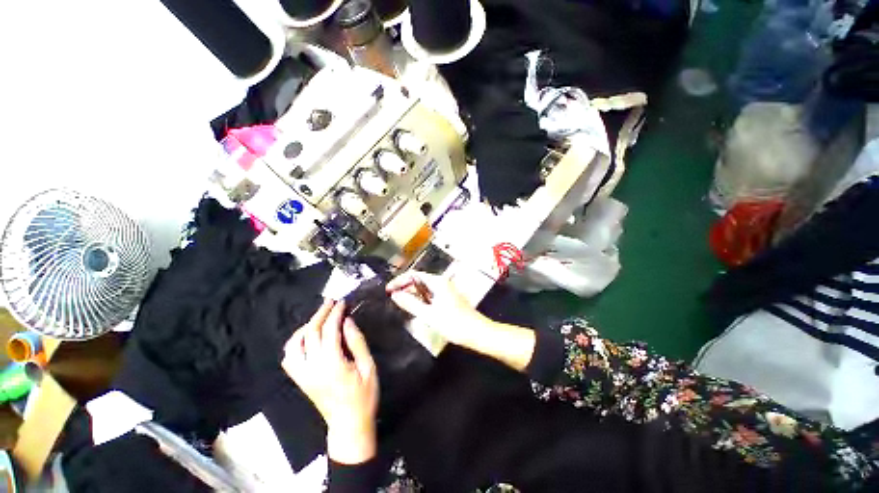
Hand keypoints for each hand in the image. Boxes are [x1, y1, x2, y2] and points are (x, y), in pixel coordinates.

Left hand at [282, 300, 378, 464]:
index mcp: (332, 364)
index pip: (329, 330)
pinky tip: (308, 337)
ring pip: (294, 344)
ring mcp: (302, 375)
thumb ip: (357, 342)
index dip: (335, 313)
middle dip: (321, 313)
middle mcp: (312, 368)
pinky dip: (296, 343)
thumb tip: (347, 321)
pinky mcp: (300, 380)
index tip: (342, 302)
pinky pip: (289, 358)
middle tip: (331, 302)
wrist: (348, 424)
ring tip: (319, 317)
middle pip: (310, 333)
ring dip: (306, 327)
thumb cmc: (364, 396)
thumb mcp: (368, 367)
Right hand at [388, 270, 536, 371]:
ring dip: (412, 293)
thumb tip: (395, 295)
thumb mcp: (429, 315)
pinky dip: (421, 299)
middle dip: (405, 287)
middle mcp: (442, 282)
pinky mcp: (448, 298)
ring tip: (400, 303)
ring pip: (424, 288)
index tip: (388, 290)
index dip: (399, 281)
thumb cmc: (454, 324)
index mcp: (438, 282)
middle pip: (419, 280)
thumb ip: (411, 304)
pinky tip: (415, 307)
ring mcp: (446, 290)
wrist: (477, 333)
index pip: (414, 275)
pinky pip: (430, 294)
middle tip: (392, 298)